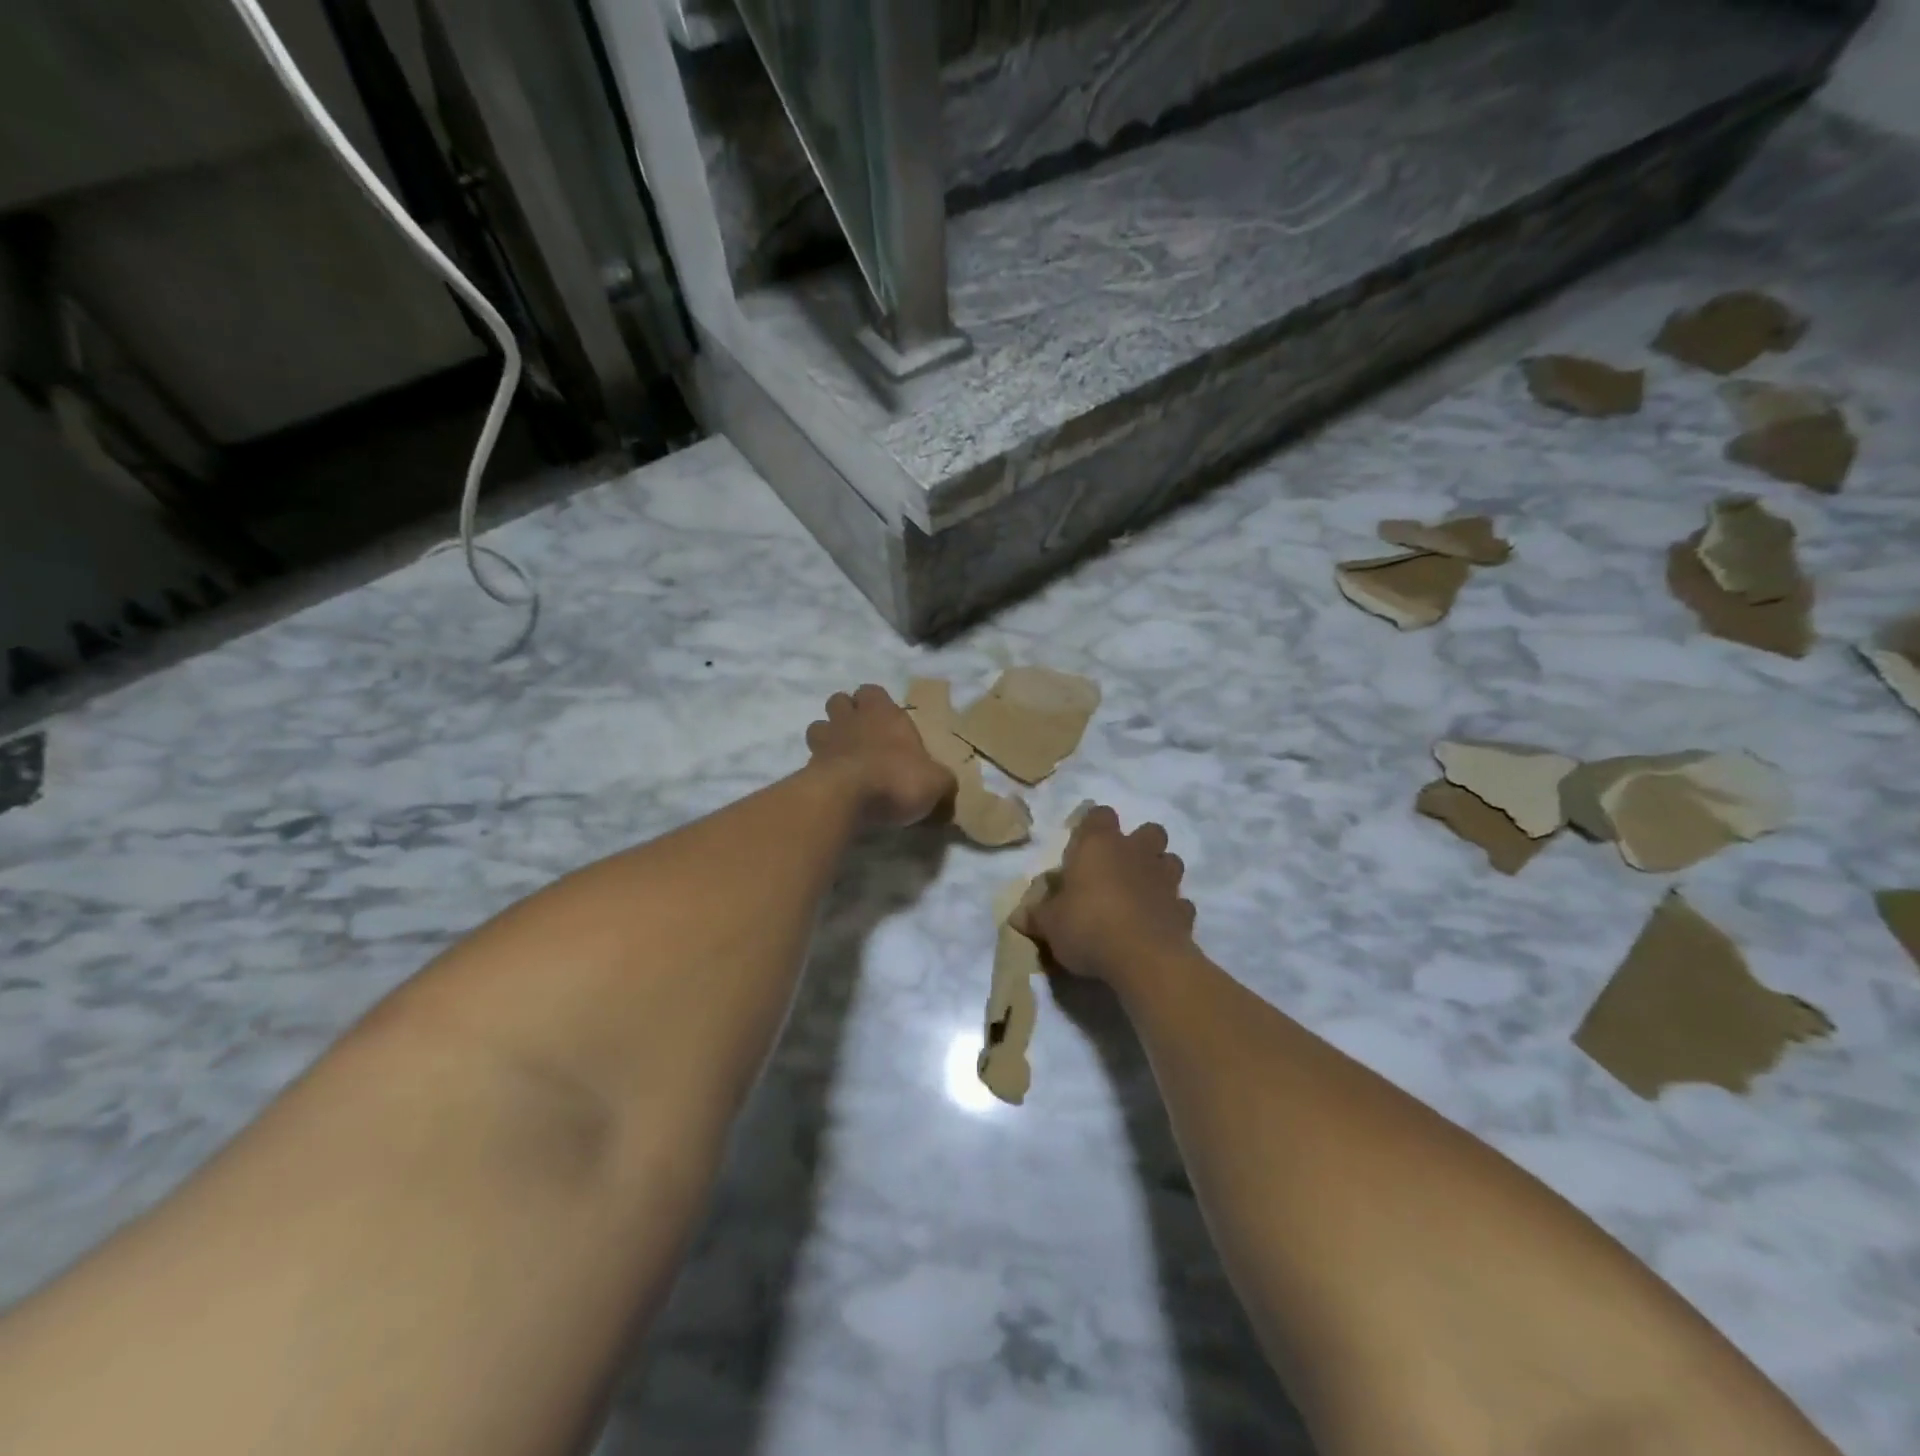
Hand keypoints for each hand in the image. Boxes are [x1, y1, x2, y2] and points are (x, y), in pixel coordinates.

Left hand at [805, 684, 956, 827]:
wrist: (847, 799)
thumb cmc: (898, 779)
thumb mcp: (937, 783)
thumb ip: (941, 781)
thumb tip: (946, 789)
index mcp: (884, 713)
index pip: (873, 690)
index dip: (877, 703)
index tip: (887, 721)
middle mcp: (852, 719)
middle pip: (839, 701)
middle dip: (847, 714)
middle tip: (862, 736)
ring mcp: (825, 741)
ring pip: (818, 726)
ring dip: (827, 737)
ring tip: (842, 757)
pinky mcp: (808, 767)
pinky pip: (810, 760)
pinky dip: (819, 768)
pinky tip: (833, 785)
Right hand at [1016, 806, 1196, 983]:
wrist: (1144, 959)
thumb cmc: (1088, 926)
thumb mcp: (1050, 924)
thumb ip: (1037, 915)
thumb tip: (1017, 916)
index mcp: (1100, 845)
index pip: (1100, 815)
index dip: (1093, 826)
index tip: (1083, 846)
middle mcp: (1136, 853)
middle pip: (1149, 831)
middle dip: (1139, 844)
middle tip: (1119, 868)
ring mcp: (1166, 880)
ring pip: (1171, 861)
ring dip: (1159, 872)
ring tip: (1142, 893)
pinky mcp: (1184, 911)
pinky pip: (1180, 903)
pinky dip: (1171, 910)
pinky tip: (1157, 924)